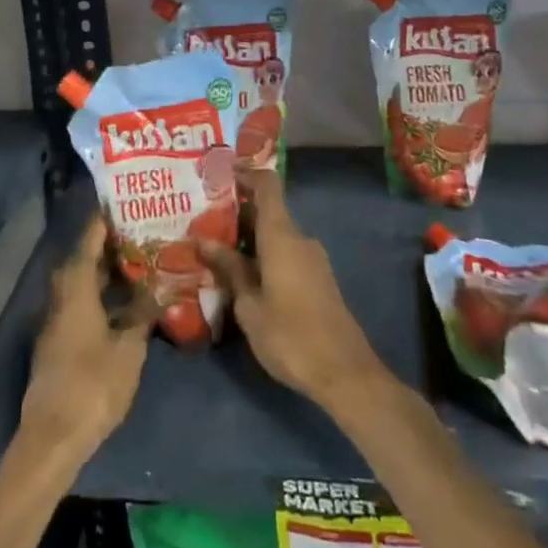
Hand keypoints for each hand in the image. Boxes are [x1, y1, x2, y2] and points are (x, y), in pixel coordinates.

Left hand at [17, 213, 151, 465]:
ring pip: (83, 283)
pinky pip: (82, 303)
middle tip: (144, 232)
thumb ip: (143, 313)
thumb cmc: (93, 384)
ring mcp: (57, 319)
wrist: (53, 437)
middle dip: (112, 245)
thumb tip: (160, 286)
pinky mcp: (59, 340)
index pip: (90, 239)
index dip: (106, 219)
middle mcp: (61, 295)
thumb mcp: (129, 348)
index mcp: (75, 287)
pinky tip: (127, 303)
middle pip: (85, 259)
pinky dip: (102, 295)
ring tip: (142, 262)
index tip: (127, 202)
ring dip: (108, 272)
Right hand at [199, 169, 387, 411]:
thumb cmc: (290, 335)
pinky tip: (242, 274)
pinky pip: (285, 253)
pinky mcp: (318, 279)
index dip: (245, 174)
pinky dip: (263, 254)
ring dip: (248, 237)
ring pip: (276, 235)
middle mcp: (300, 239)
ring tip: (215, 248)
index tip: (219, 175)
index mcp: (282, 236)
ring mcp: (312, 259)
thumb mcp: (249, 306)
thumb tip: (203, 241)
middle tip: (203, 219)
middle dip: (237, 212)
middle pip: (268, 210)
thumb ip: (229, 269)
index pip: (267, 185)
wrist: (345, 373)